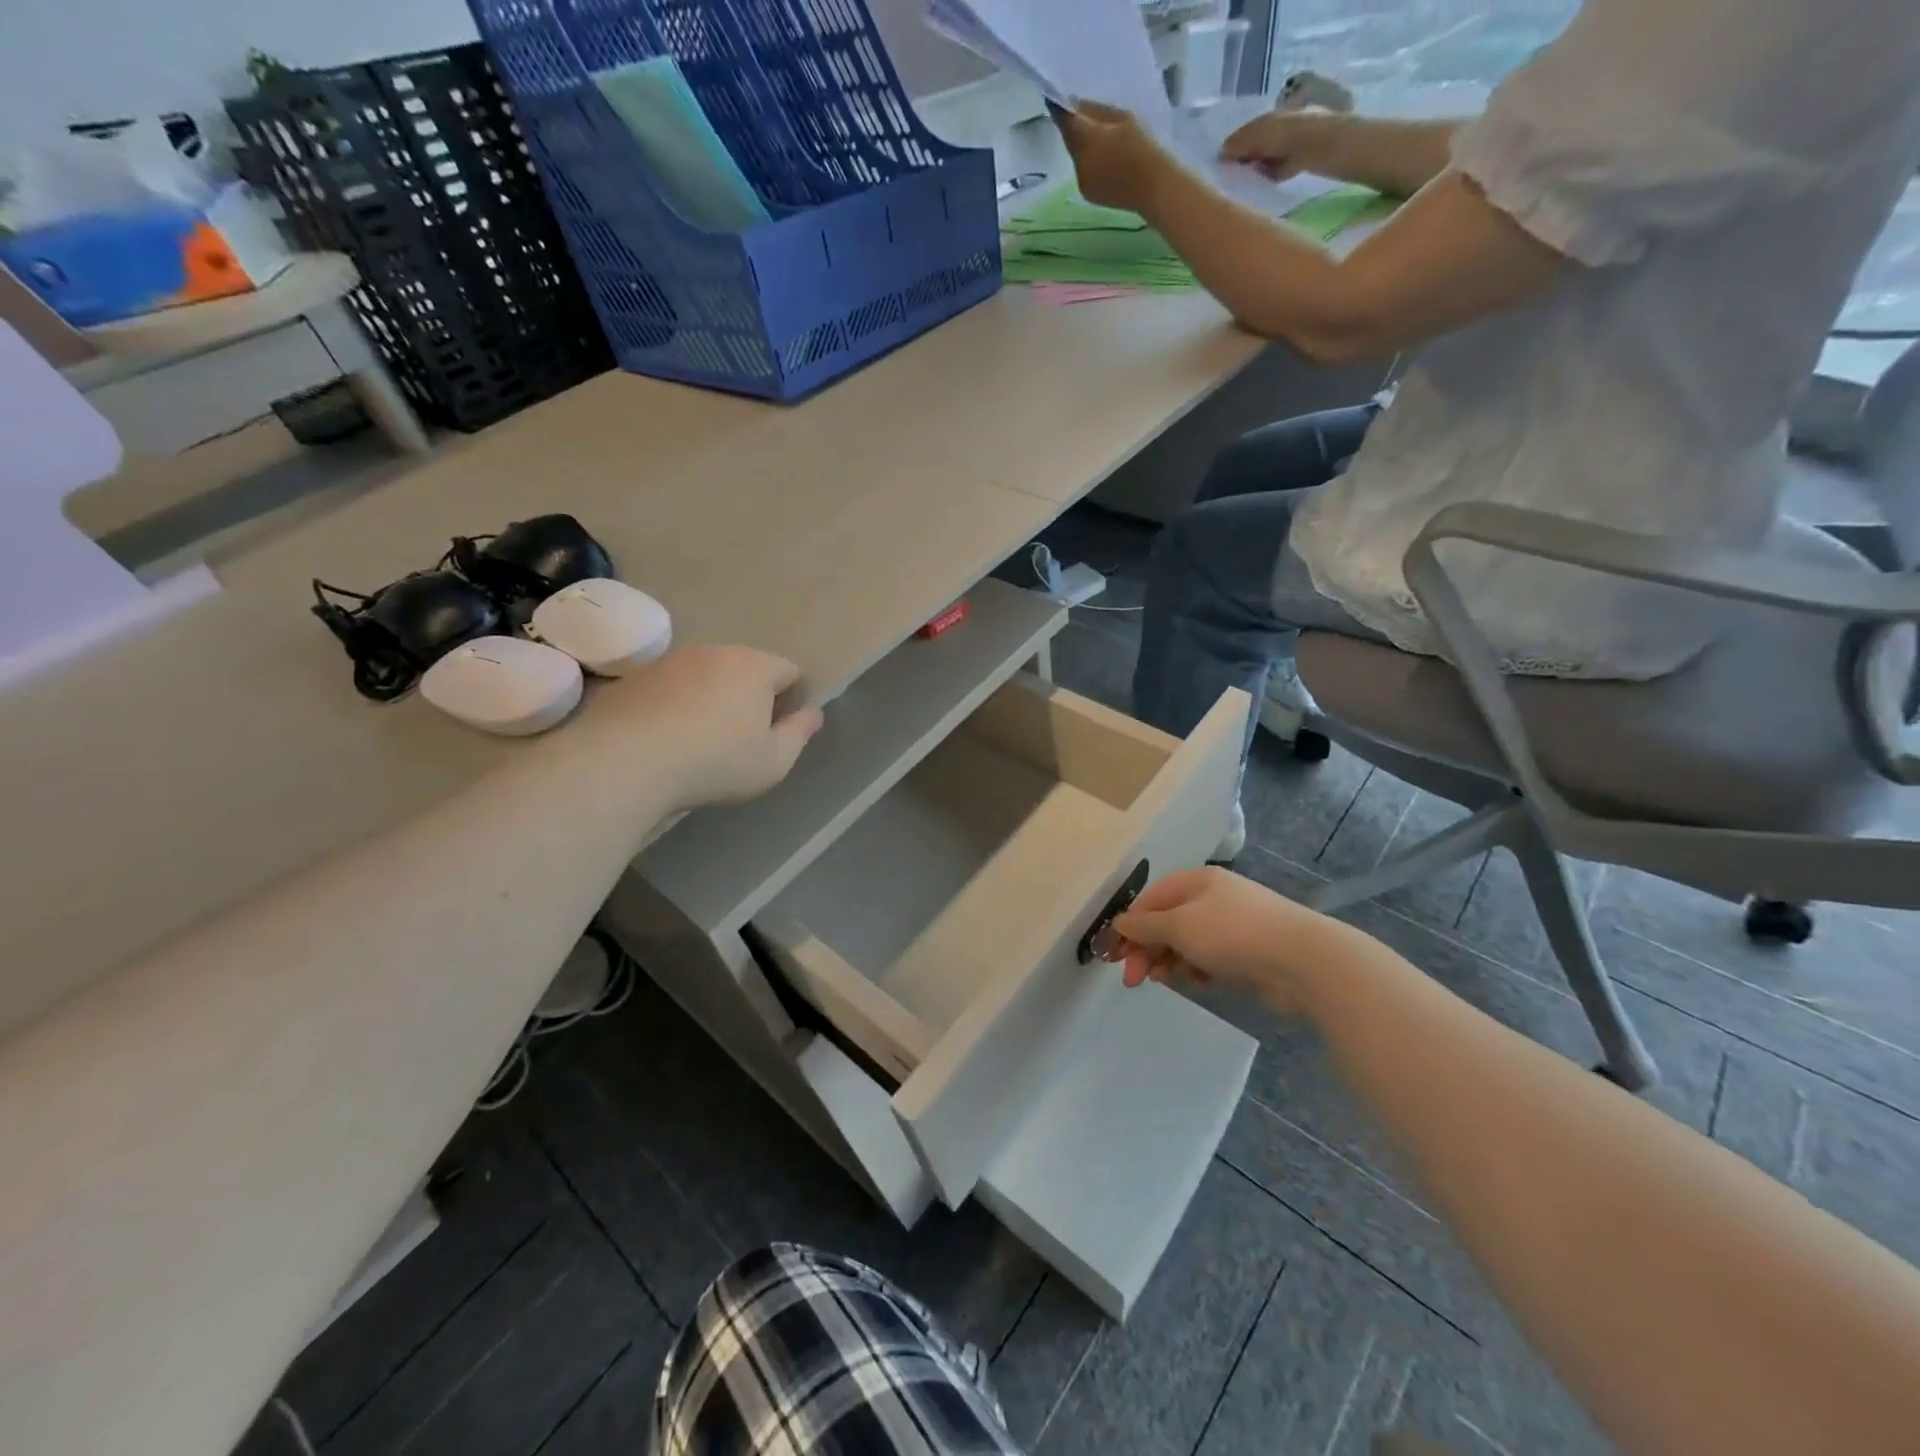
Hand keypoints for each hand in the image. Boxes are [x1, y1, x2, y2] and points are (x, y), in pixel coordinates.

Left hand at [577, 645, 823, 810]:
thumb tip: (813, 714)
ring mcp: (670, 661)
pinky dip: (675, 704)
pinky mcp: (634, 677)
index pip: (789, 670)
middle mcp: (714, 652)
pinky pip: (669, 687)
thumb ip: (799, 734)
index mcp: (754, 667)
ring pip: (705, 675)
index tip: (778, 730)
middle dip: (750, 695)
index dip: (791, 698)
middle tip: (742, 737)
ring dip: (710, 698)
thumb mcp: (773, 761)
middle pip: (746, 668)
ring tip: (700, 738)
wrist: (626, 763)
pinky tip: (666, 737)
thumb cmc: (715, 763)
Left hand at [1049, 99, 1173, 213]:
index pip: (1065, 120)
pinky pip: (1083, 172)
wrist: (1153, 188)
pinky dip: (1089, 163)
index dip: (1058, 108)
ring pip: (1077, 157)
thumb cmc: (1143, 148)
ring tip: (1096, 139)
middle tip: (1078, 115)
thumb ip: (1098, 112)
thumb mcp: (1123, 118)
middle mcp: (1078, 162)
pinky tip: (1103, 160)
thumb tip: (1079, 106)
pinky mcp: (1087, 195)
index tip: (1054, 97)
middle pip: (1070, 140)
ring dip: (1082, 146)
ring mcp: (1081, 181)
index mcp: (1087, 140)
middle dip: (1073, 128)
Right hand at [1108, 866, 1333, 1013]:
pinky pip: (1210, 957)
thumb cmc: (1233, 934)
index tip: (1114, 955)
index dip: (1130, 925)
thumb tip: (1120, 924)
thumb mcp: (1180, 926)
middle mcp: (1213, 898)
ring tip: (1165, 980)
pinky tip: (1200, 983)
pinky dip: (1198, 969)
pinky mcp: (1247, 951)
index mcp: (1196, 882)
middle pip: (1167, 921)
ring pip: (1187, 942)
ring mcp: (1233, 924)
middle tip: (1133, 979)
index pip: (1151, 899)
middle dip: (1147, 949)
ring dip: (1170, 960)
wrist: (1302, 961)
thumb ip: (1146, 926)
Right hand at [1219, 108, 1336, 180]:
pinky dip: (1264, 179)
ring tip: (1239, 186)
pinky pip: (1272, 174)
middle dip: (1241, 161)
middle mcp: (1276, 129)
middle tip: (1226, 178)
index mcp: (1267, 117)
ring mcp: (1284, 147)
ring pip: (1261, 162)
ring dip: (1251, 172)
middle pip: (1252, 148)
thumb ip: (1238, 143)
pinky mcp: (1291, 165)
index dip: (1232, 147)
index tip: (1220, 165)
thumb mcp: (1257, 134)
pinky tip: (1255, 188)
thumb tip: (1219, 154)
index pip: (1244, 133)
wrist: (1317, 144)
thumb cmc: (1285, 133)